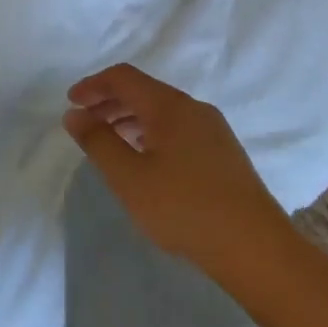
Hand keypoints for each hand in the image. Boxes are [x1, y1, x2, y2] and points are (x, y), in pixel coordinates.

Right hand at [63, 64, 296, 292]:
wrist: (257, 249)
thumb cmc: (184, 208)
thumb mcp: (129, 177)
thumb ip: (98, 142)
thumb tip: (75, 114)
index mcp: (169, 106)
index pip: (123, 77)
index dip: (93, 85)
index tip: (71, 104)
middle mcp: (193, 108)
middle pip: (144, 90)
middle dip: (109, 102)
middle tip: (85, 123)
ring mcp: (214, 130)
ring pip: (162, 111)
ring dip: (130, 118)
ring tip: (110, 143)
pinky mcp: (224, 153)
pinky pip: (178, 128)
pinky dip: (151, 132)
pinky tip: (146, 161)